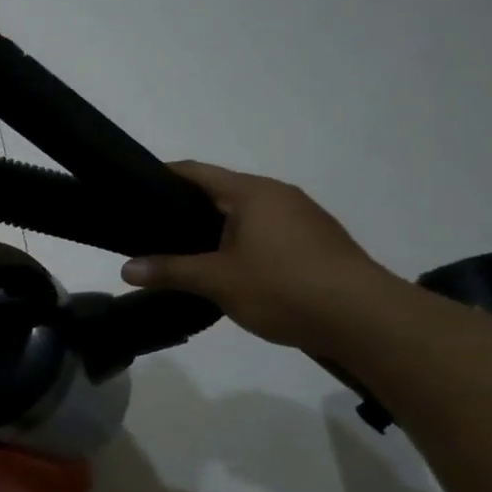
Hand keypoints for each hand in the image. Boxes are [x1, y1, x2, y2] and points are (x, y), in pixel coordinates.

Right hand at [120, 162, 405, 353]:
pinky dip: (243, 244)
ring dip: (217, 230)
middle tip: (152, 229)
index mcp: (253, 193)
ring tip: (186, 252)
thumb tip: (126, 270)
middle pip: (222, 192)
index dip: (165, 175)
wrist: (365, 319)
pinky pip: (268, 233)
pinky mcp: (318, 243)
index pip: (197, 172)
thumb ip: (170, 271)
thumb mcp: (218, 280)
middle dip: (187, 208)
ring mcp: (303, 218)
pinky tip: (230, 270)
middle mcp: (279, 195)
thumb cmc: (284, 287)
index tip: (136, 186)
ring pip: (248, 215)